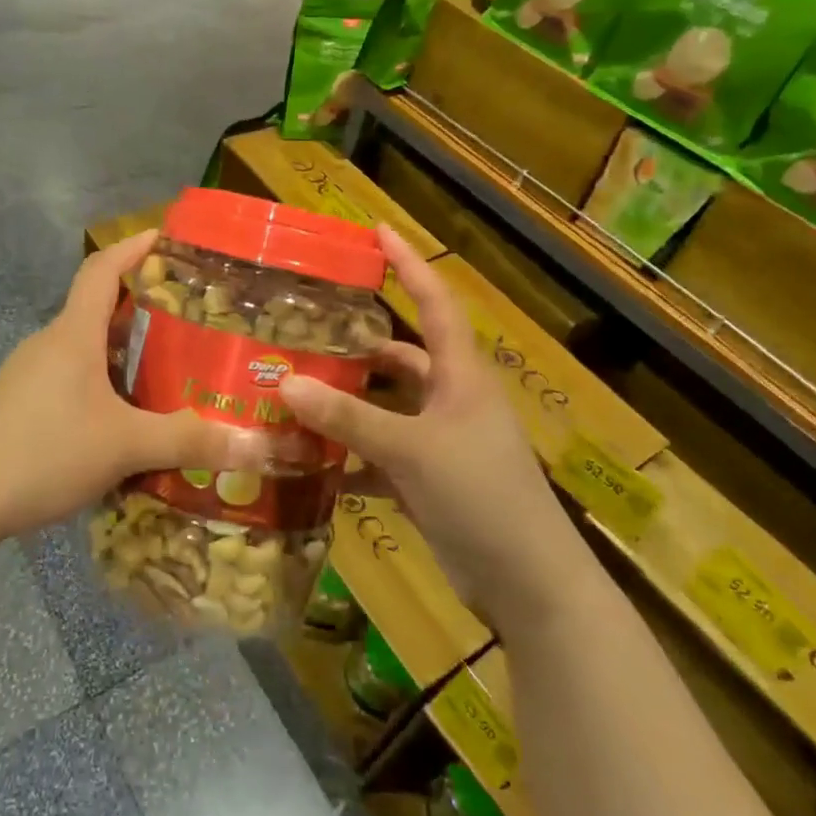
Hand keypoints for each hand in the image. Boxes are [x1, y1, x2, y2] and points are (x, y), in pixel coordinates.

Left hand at [0, 231, 239, 540]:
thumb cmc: (43, 453)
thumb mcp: (124, 446)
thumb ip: (186, 440)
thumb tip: (252, 444)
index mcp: (73, 335)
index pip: (102, 269)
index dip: (133, 247)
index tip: (166, 238)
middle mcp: (50, 344)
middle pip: (98, 308)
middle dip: (143, 307)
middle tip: (190, 320)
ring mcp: (30, 374)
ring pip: (85, 347)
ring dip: (123, 350)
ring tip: (167, 368)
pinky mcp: (20, 404)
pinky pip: (71, 376)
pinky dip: (103, 381)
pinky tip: (124, 416)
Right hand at [278, 227, 576, 611]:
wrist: (528, 585)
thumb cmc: (481, 497)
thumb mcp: (412, 451)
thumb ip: (350, 418)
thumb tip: (287, 384)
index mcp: (461, 375)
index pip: (434, 302)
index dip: (409, 264)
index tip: (378, 230)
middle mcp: (451, 400)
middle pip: (401, 356)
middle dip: (358, 344)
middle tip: (306, 330)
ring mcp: (441, 442)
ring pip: (387, 407)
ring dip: (348, 404)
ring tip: (296, 393)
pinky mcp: (429, 481)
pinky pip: (381, 455)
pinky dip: (351, 456)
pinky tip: (310, 461)